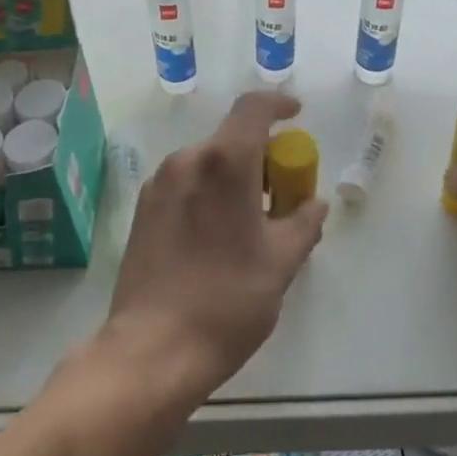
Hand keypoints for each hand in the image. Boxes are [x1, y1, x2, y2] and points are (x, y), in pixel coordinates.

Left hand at [105, 91, 329, 396]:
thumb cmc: (227, 301)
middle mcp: (187, 160)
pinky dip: (209, 190)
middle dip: (261, 154)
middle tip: (282, 190)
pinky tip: (218, 233)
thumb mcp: (281, 263)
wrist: (152, 351)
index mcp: (224, 162)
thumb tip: (314, 203)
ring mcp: (159, 184)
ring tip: (251, 219)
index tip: (297, 116)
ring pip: (207, 161)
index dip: (279, 104)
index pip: (254, 108)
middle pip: (231, 138)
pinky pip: (186, 182)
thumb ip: (303, 222)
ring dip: (234, 174)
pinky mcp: (142, 209)